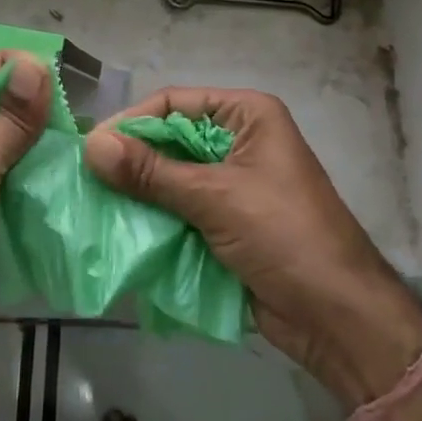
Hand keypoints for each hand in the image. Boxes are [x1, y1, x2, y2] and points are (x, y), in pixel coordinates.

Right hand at [84, 88, 421, 405]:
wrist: (336, 316)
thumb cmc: (284, 236)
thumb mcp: (215, 197)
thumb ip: (151, 172)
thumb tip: (90, 145)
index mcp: (247, 116)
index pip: (175, 104)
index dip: (132, 122)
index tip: (90, 147)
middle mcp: (238, 142)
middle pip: (170, 141)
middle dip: (131, 162)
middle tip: (85, 180)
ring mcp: (231, 185)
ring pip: (170, 179)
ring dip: (138, 194)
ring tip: (93, 207)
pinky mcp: (225, 223)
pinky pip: (178, 212)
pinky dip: (153, 221)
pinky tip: (119, 231)